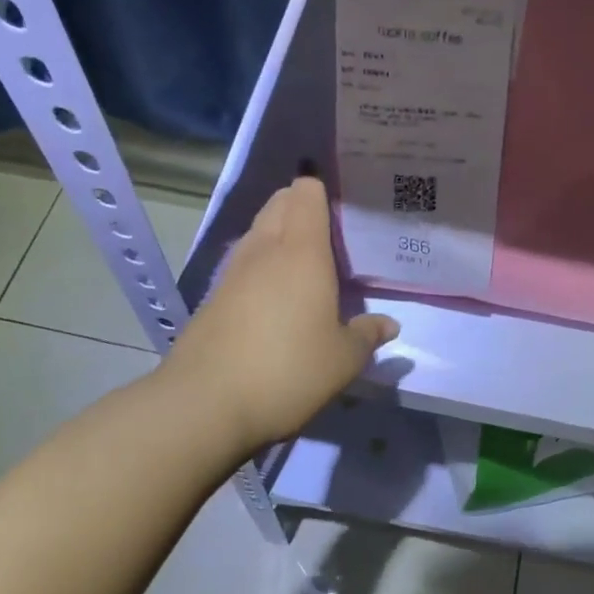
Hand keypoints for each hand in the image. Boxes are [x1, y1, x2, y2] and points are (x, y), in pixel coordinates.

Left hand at [164, 177, 397, 450]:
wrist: (204, 404)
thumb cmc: (287, 371)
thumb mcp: (342, 360)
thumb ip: (367, 336)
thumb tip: (389, 325)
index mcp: (301, 251)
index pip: (306, 193)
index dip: (323, 189)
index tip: (345, 206)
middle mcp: (265, 250)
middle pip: (280, 203)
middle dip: (302, 206)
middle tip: (332, 233)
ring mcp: (233, 271)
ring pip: (259, 231)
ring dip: (280, 234)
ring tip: (307, 261)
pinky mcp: (213, 296)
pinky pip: (244, 262)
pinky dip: (262, 264)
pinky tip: (276, 295)